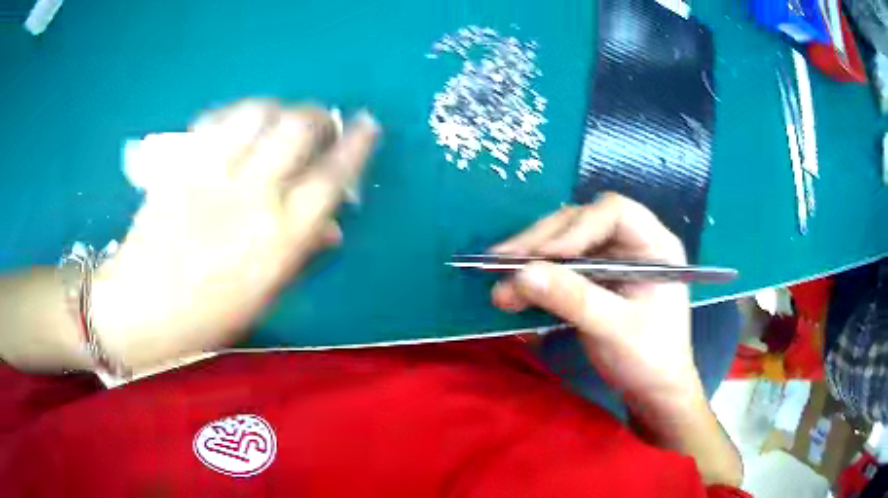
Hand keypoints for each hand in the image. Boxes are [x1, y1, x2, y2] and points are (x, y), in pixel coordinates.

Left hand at [91, 101, 379, 368]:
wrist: (142, 306)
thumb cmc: (207, 316)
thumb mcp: (264, 294)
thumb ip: (301, 252)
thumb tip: (332, 224)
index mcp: (279, 239)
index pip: (332, 175)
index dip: (357, 143)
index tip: (367, 124)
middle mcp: (251, 197)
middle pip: (298, 128)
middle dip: (319, 115)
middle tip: (321, 120)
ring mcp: (211, 174)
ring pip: (258, 112)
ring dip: (279, 106)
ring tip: (281, 116)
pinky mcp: (181, 163)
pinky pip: (216, 119)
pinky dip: (236, 112)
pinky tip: (239, 121)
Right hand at [490, 193, 703, 416]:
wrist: (653, 391)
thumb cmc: (650, 359)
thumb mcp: (615, 329)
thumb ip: (573, 299)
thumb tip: (521, 275)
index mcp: (654, 245)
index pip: (614, 212)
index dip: (577, 227)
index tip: (543, 255)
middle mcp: (631, 243)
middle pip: (581, 222)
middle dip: (542, 242)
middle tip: (502, 261)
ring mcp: (611, 261)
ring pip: (564, 244)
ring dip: (531, 261)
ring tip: (499, 284)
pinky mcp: (593, 280)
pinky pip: (559, 269)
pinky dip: (535, 280)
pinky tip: (512, 293)